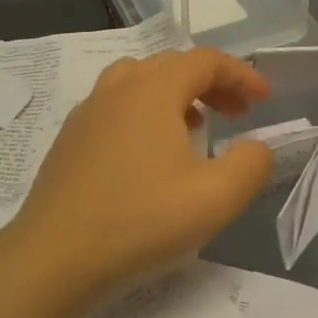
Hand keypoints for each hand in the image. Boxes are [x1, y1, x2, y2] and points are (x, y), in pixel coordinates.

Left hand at [6, 48, 272, 309]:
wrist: (53, 257)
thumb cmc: (140, 222)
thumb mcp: (215, 199)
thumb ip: (251, 164)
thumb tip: (255, 147)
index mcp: (153, 90)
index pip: (205, 60)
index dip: (240, 74)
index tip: (264, 100)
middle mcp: (117, 89)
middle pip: (171, 64)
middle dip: (211, 82)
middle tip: (236, 114)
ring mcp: (87, 112)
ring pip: (138, 80)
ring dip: (174, 93)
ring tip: (194, 126)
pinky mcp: (69, 139)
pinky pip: (115, 105)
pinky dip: (144, 111)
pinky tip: (149, 154)